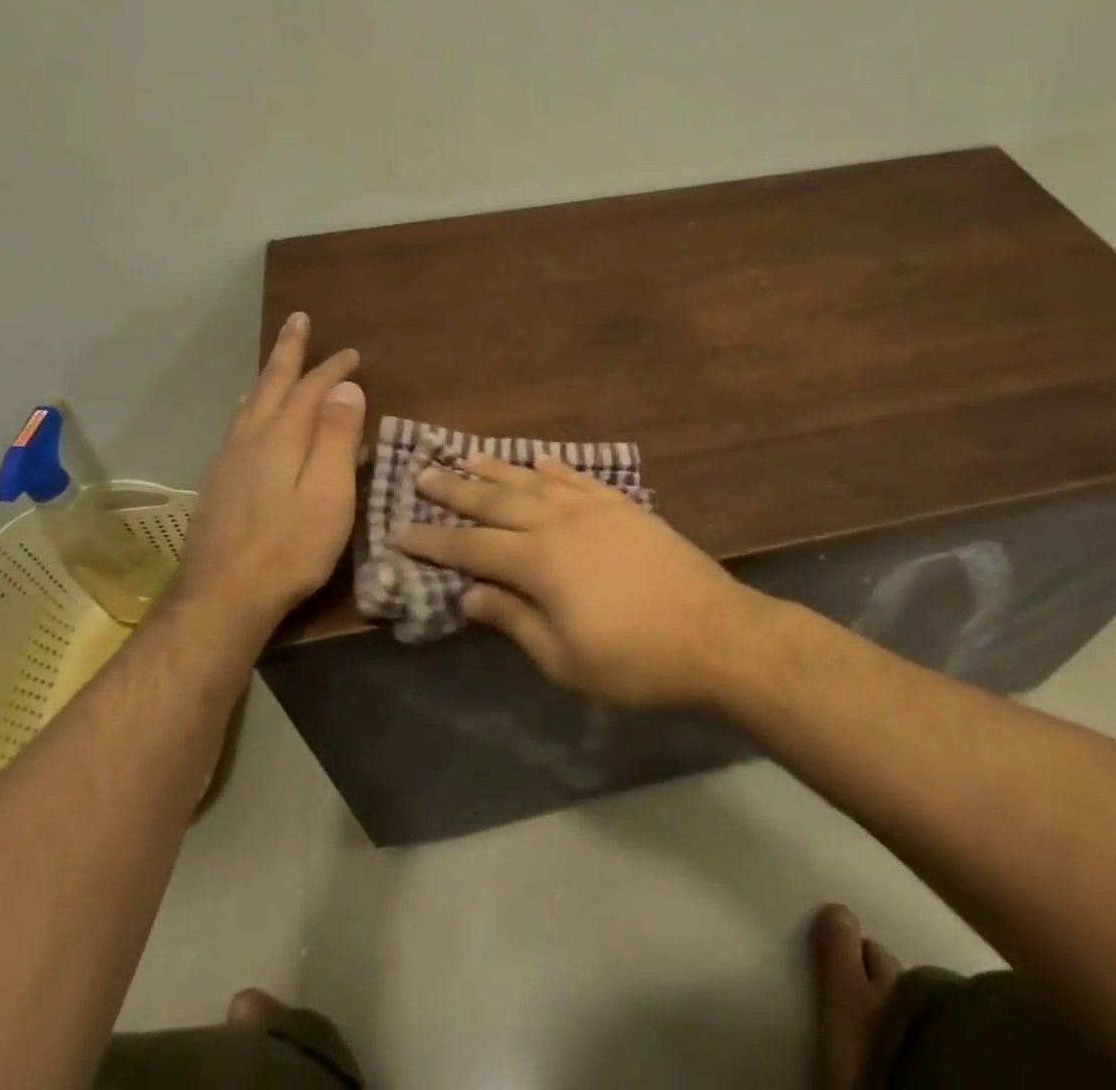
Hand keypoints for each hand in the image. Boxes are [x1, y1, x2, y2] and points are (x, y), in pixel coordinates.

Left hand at [174, 312, 364, 624]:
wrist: (222, 597)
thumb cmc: (289, 547)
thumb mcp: (328, 494)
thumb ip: (336, 438)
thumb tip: (347, 388)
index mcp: (281, 438)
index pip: (310, 390)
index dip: (332, 369)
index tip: (352, 353)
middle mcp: (251, 439)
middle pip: (271, 384)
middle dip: (288, 351)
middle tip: (298, 320)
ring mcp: (229, 462)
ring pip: (251, 405)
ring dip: (267, 377)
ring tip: (275, 363)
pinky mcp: (219, 485)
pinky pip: (240, 427)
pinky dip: (253, 407)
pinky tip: (252, 419)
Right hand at [397, 453, 767, 707]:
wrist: (715, 633)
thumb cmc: (635, 660)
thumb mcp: (564, 658)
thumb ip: (513, 620)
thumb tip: (468, 594)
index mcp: (539, 562)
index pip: (472, 546)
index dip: (434, 540)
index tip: (400, 530)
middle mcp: (560, 522)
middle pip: (497, 501)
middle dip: (456, 489)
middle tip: (422, 473)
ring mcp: (595, 508)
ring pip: (534, 481)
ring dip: (497, 469)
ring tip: (467, 456)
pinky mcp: (624, 506)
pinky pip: (578, 478)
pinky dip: (554, 467)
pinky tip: (539, 460)